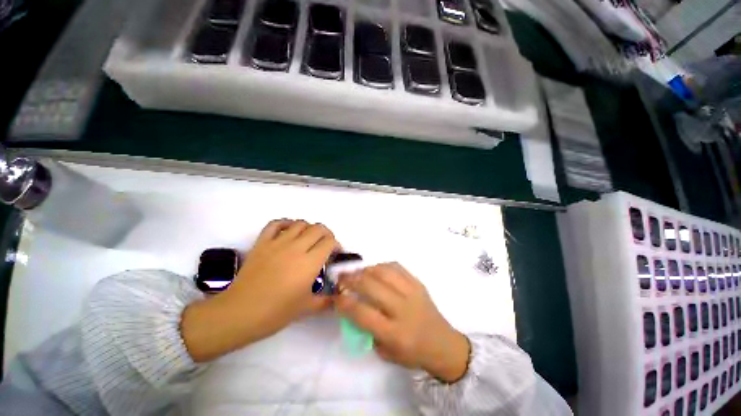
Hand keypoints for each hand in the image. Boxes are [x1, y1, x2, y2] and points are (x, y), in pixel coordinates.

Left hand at [182, 220, 338, 361]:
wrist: (239, 313)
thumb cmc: (275, 313)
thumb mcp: (306, 308)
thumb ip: (326, 301)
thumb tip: (337, 299)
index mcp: (309, 263)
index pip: (329, 242)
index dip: (336, 245)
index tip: (335, 253)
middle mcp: (296, 248)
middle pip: (318, 228)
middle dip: (326, 234)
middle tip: (325, 244)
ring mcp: (277, 243)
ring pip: (300, 223)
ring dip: (309, 228)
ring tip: (308, 239)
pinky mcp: (262, 243)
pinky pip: (276, 224)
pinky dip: (285, 223)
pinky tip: (289, 231)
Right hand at [335, 263, 469, 382]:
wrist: (443, 343)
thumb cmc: (412, 352)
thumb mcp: (385, 352)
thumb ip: (367, 330)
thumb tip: (353, 306)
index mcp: (394, 333)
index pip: (362, 313)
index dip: (344, 303)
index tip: (335, 296)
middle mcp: (403, 309)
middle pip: (372, 286)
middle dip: (352, 279)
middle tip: (342, 277)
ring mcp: (412, 292)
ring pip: (383, 272)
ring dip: (366, 270)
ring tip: (357, 272)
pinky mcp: (418, 283)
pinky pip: (396, 267)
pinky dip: (382, 266)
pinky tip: (375, 270)